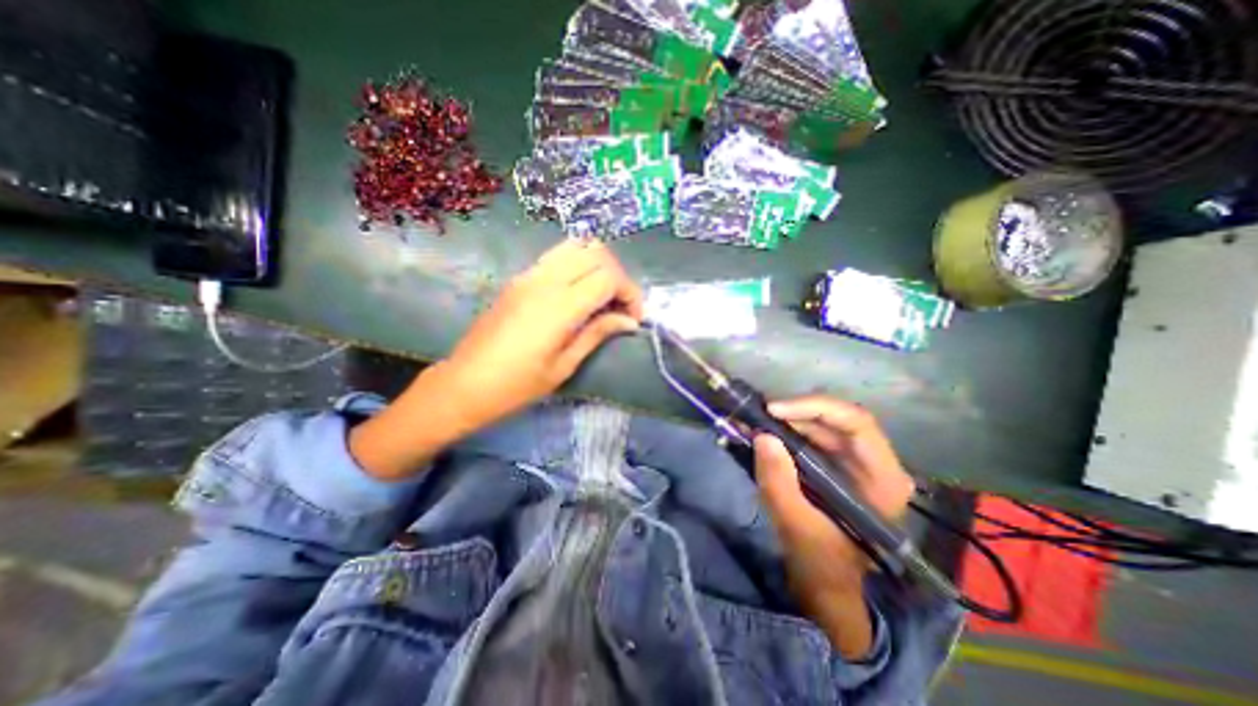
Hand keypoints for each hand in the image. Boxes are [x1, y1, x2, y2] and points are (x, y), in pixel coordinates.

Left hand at [349, 241, 642, 479]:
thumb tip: (629, 321)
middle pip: (597, 253)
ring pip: (577, 245)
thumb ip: (597, 334)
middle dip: (618, 276)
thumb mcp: (564, 366)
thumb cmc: (516, 385)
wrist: (464, 383)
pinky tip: (578, 292)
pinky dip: (578, 264)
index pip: (609, 277)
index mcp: (559, 306)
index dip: (630, 293)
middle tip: (620, 306)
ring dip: (598, 265)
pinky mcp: (520, 277)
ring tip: (602, 295)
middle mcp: (545, 280)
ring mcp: (529, 274)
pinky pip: (558, 255)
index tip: (633, 318)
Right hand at [745, 393, 915, 658]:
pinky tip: (762, 431)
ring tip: (755, 420)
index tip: (774, 410)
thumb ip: (780, 484)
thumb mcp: (796, 527)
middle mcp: (875, 463)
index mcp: (882, 479)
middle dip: (795, 412)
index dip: (814, 408)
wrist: (823, 583)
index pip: (856, 423)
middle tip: (758, 413)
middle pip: (837, 419)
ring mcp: (854, 462)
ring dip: (787, 419)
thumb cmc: (820, 562)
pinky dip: (785, 430)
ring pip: (821, 424)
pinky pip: (810, 435)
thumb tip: (762, 437)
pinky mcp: (835, 464)